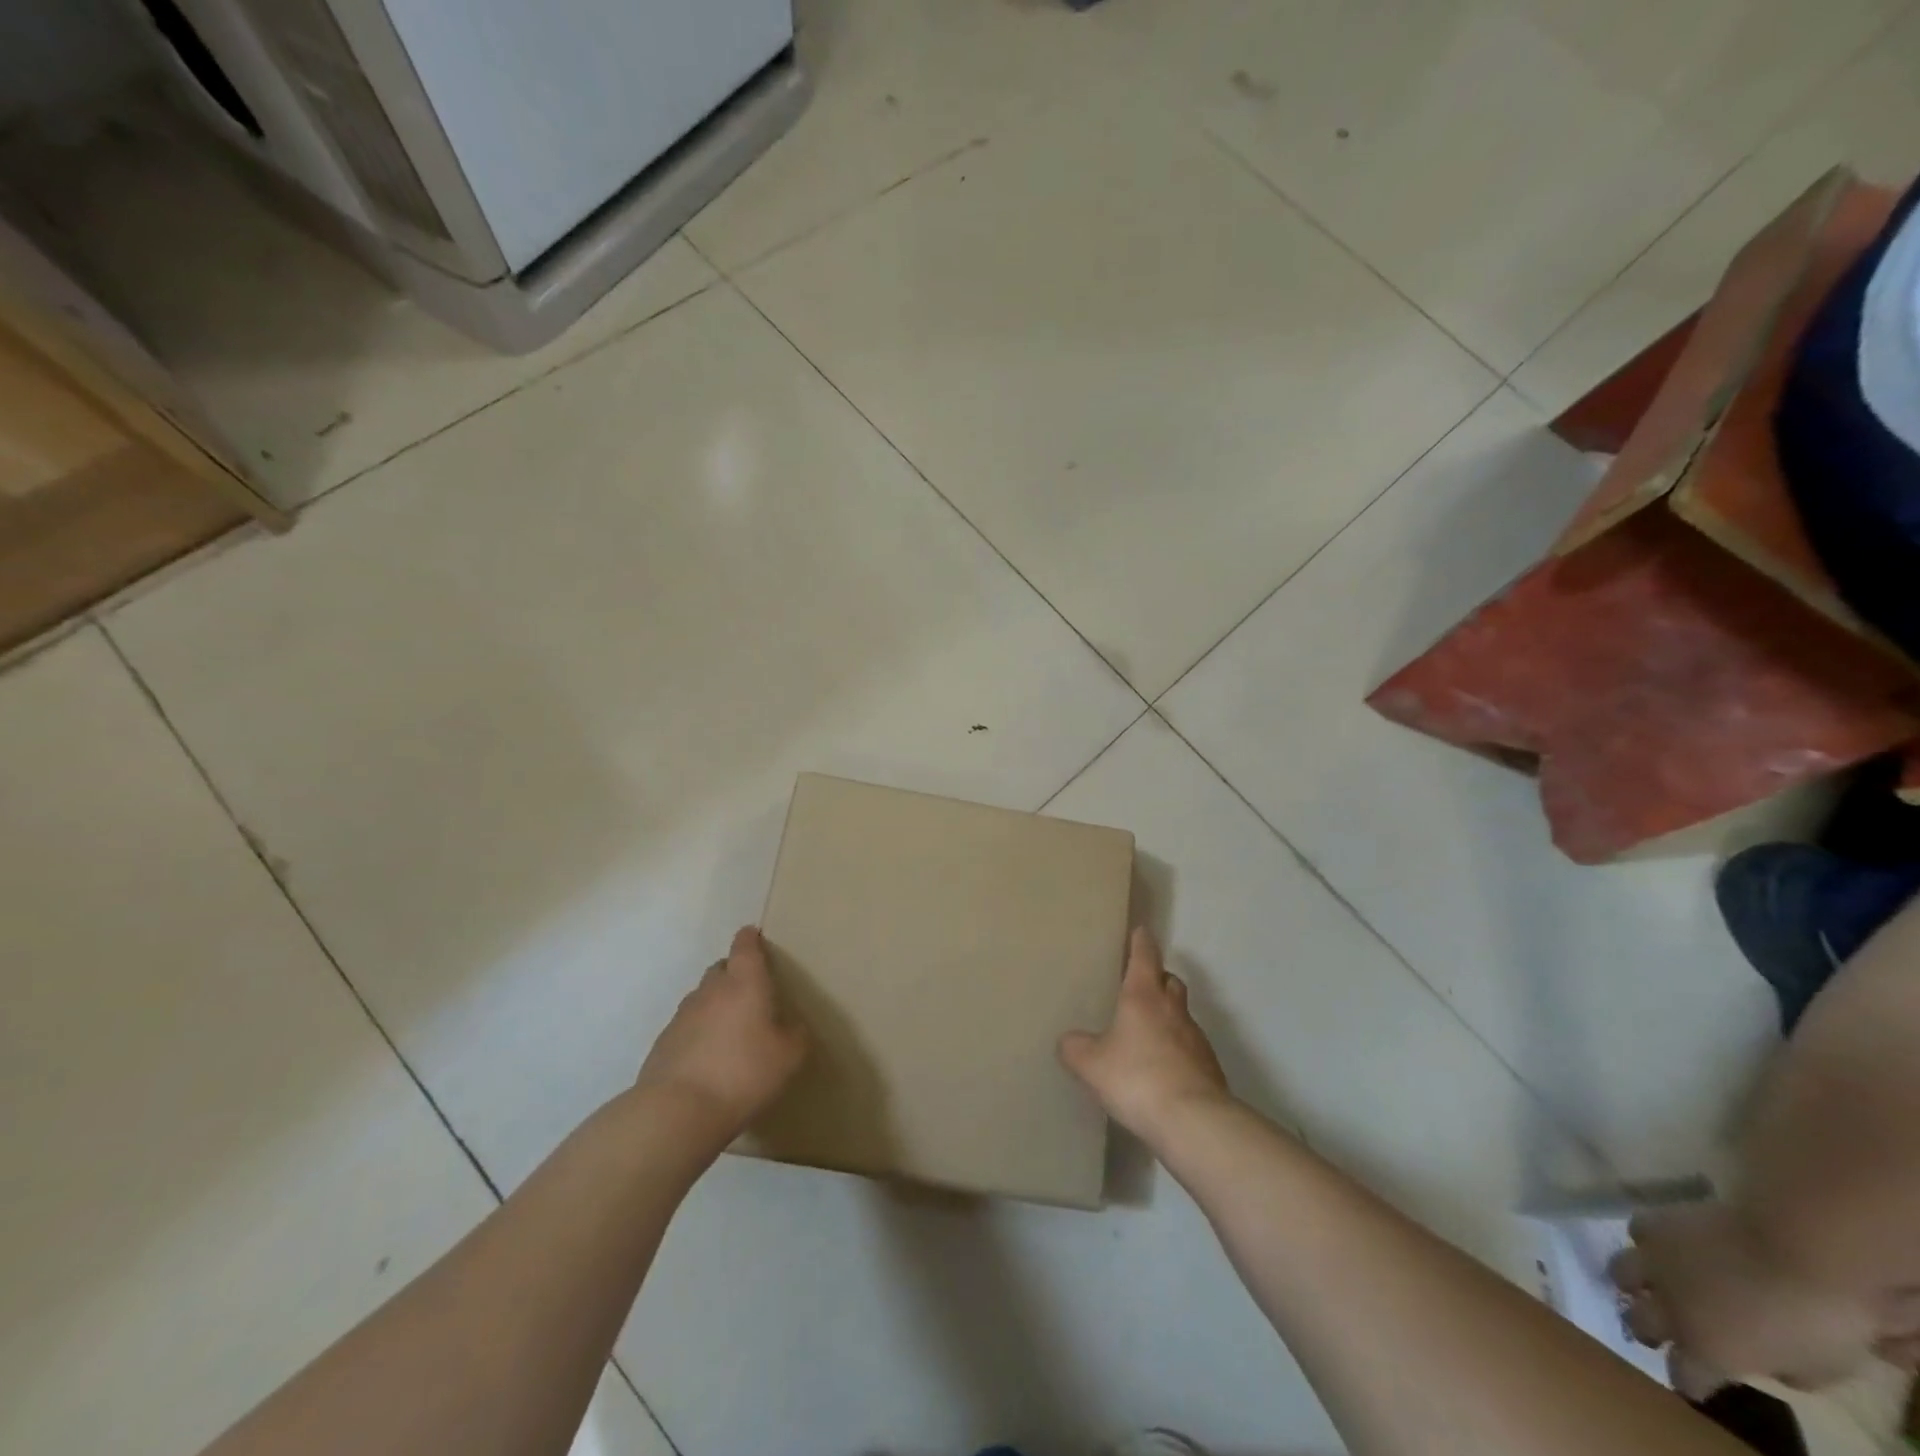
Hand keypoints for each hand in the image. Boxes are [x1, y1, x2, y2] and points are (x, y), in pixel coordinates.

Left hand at [634, 927, 807, 1141]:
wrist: (677, 1111)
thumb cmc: (743, 1073)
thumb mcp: (789, 1057)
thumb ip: (796, 1035)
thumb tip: (794, 1026)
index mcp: (744, 983)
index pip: (745, 947)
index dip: (750, 939)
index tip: (754, 934)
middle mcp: (711, 991)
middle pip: (721, 969)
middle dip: (734, 973)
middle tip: (751, 992)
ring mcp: (682, 1016)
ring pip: (702, 998)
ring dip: (716, 1004)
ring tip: (730, 1029)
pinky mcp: (663, 1043)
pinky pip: (687, 1027)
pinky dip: (699, 1032)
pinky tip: (708, 1057)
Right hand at [1059, 926, 1230, 1144]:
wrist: (1194, 1121)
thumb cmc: (1137, 1078)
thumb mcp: (1091, 1064)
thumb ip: (1075, 1048)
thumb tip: (1069, 1041)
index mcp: (1143, 996)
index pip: (1145, 956)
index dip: (1141, 942)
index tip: (1140, 931)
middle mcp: (1173, 1009)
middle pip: (1170, 981)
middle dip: (1158, 978)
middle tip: (1141, 984)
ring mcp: (1196, 1038)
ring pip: (1181, 1014)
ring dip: (1168, 1016)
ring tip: (1146, 1033)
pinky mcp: (1209, 1068)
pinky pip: (1189, 1048)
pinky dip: (1177, 1049)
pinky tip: (1161, 1069)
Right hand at [1610, 1201, 1868, 1396]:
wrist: (1791, 1247)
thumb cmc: (1817, 1319)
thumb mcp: (1821, 1367)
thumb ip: (1784, 1370)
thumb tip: (1767, 1362)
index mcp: (1707, 1350)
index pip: (1683, 1376)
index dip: (1689, 1381)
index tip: (1697, 1381)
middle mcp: (1667, 1306)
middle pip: (1637, 1322)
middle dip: (1647, 1328)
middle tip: (1664, 1328)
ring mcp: (1654, 1261)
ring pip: (1620, 1273)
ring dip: (1635, 1282)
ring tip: (1653, 1281)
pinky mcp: (1654, 1224)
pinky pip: (1638, 1232)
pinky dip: (1649, 1241)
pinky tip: (1665, 1243)